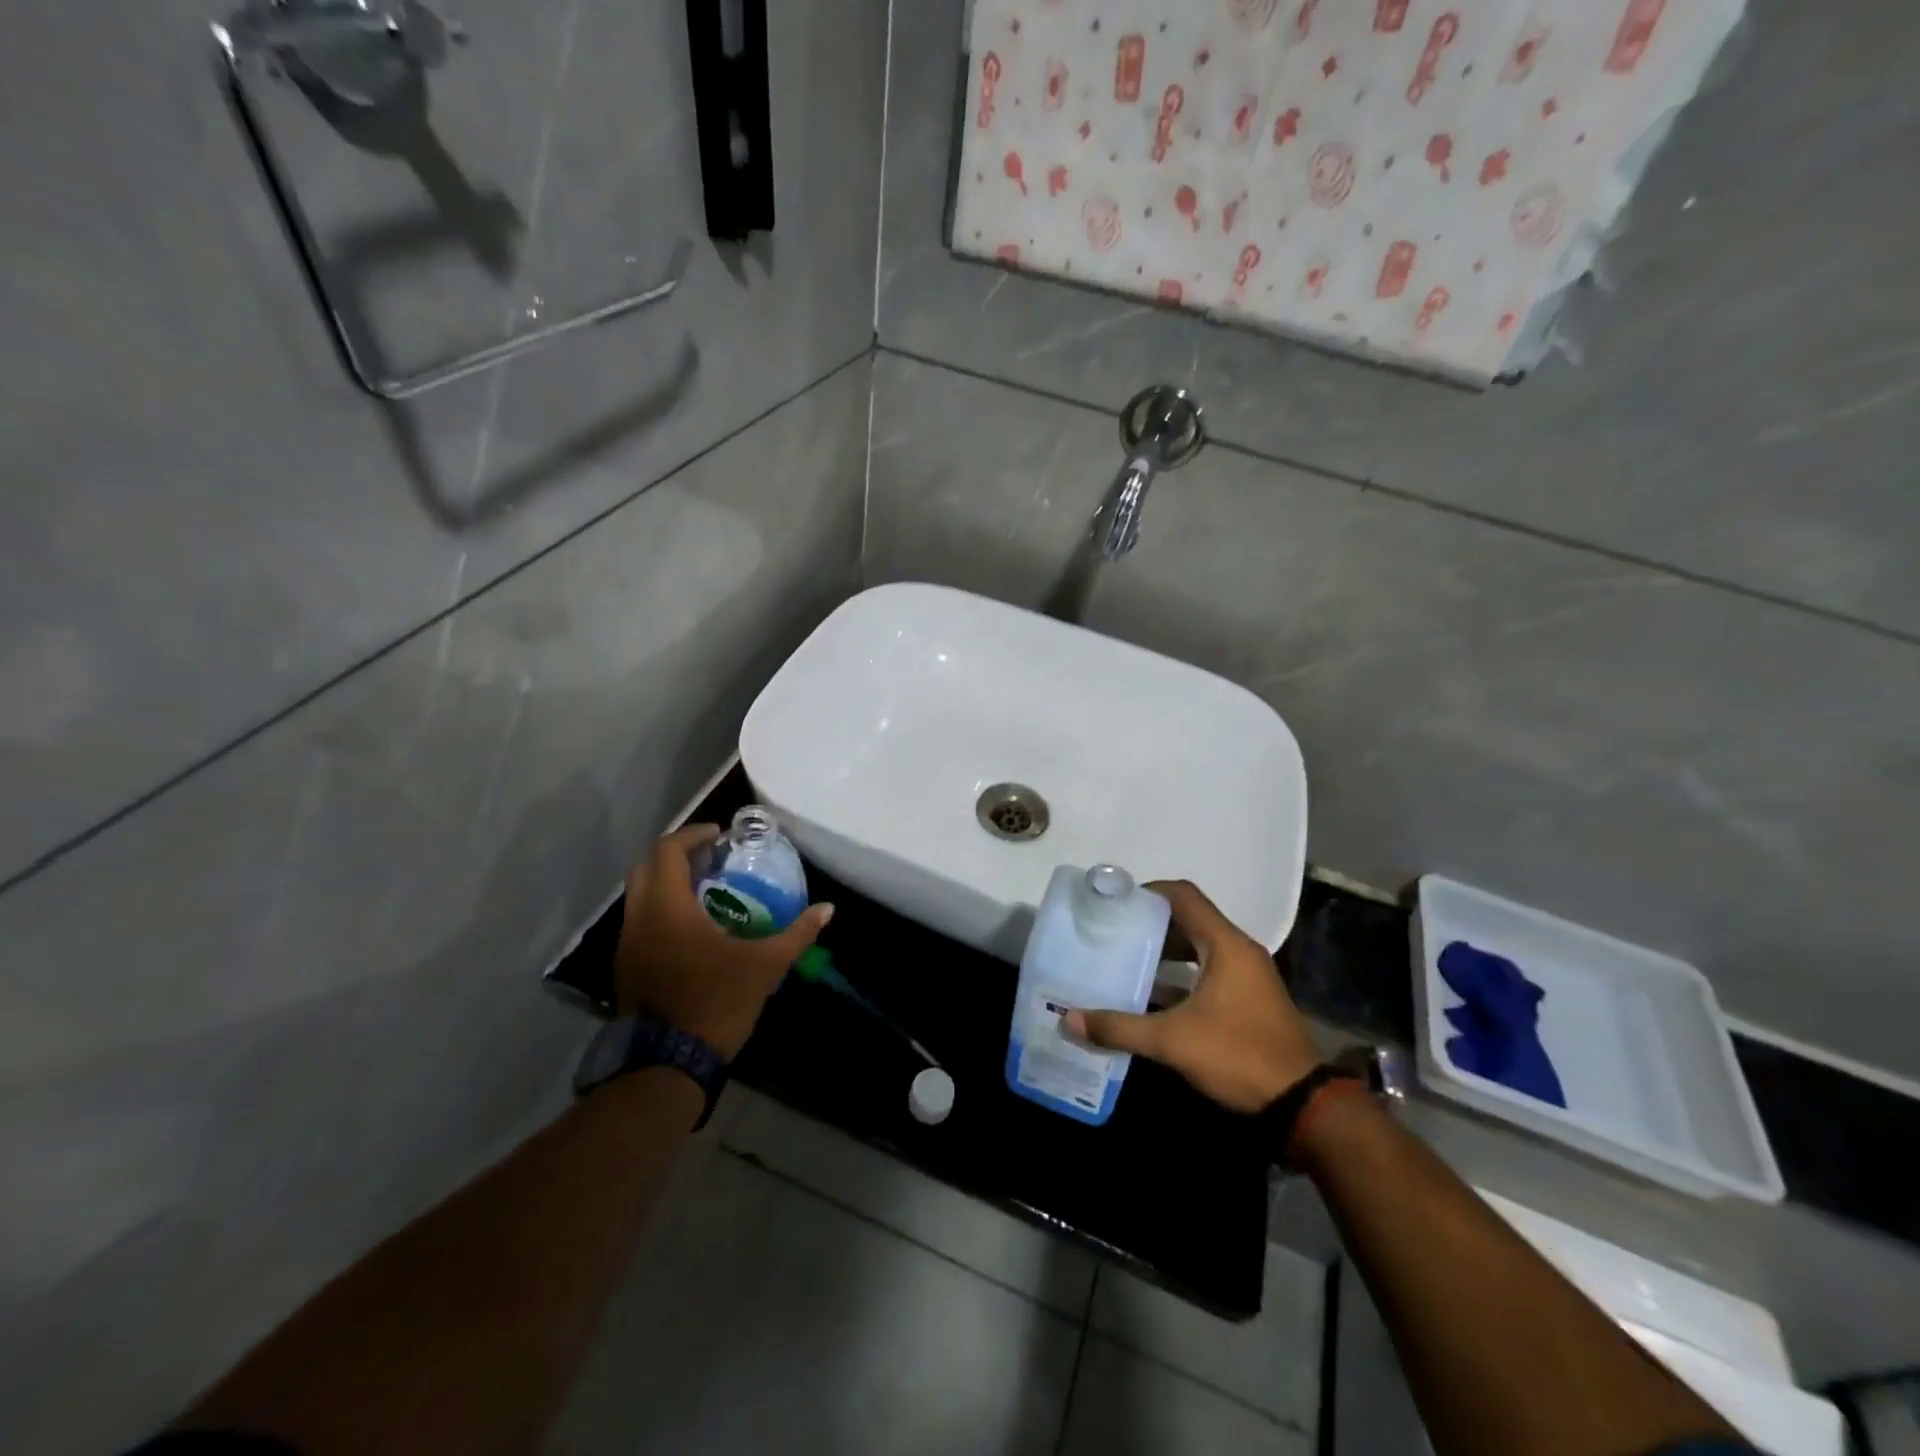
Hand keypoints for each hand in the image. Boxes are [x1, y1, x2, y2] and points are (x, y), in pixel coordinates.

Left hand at [613, 824, 833, 1059]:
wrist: (667, 1065)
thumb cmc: (716, 1002)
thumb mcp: (764, 966)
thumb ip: (796, 934)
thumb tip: (827, 910)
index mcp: (667, 908)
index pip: (668, 851)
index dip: (693, 835)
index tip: (720, 836)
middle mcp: (639, 918)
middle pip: (646, 866)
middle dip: (677, 853)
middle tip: (711, 856)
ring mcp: (627, 944)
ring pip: (639, 894)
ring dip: (667, 881)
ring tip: (706, 887)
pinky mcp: (626, 967)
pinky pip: (640, 919)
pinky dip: (661, 906)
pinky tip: (692, 924)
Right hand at [1064, 879, 1320, 1113]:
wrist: (1302, 1103)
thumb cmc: (1238, 1056)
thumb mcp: (1173, 1041)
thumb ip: (1120, 1027)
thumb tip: (1068, 1019)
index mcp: (1225, 945)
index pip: (1184, 896)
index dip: (1149, 892)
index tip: (1117, 903)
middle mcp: (1239, 951)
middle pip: (1190, 919)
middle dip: (1152, 923)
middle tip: (1115, 932)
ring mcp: (1248, 975)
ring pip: (1200, 946)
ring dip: (1166, 950)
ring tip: (1128, 959)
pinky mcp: (1249, 998)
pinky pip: (1209, 970)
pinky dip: (1182, 974)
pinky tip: (1153, 995)